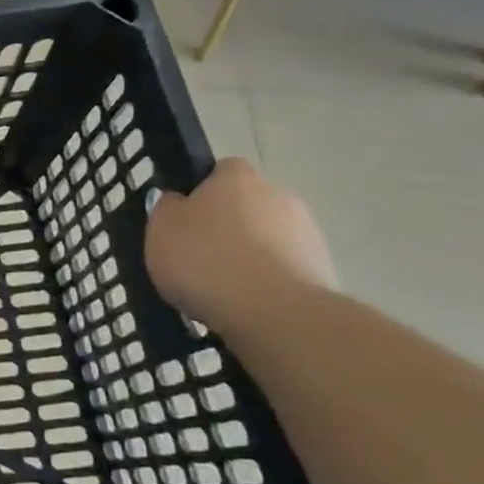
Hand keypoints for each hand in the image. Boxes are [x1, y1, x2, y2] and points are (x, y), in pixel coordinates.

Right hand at [144, 157, 337, 335]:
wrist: (274, 311)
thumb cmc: (205, 259)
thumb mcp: (160, 229)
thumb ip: (167, 209)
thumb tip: (178, 201)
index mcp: (236, 177)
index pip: (220, 171)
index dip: (201, 192)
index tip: (184, 220)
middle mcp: (278, 194)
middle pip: (246, 205)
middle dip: (227, 226)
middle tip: (198, 255)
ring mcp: (306, 232)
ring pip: (267, 238)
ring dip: (249, 255)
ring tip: (221, 288)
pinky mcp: (323, 270)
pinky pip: (282, 269)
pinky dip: (266, 281)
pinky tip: (246, 303)